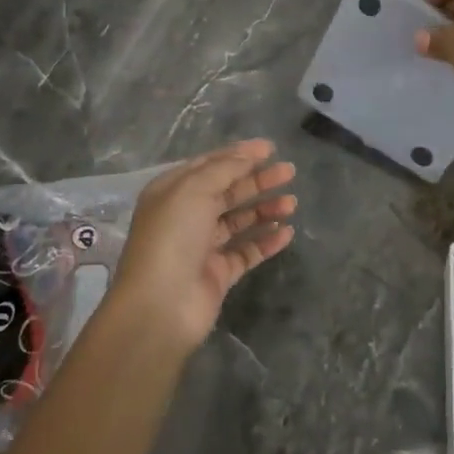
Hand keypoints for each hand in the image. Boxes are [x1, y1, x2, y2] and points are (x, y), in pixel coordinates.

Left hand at [109, 140, 296, 350]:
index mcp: (173, 191)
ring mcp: (202, 246)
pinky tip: (287, 232)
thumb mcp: (194, 189)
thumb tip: (248, 154)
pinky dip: (266, 241)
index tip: (270, 148)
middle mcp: (186, 216)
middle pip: (228, 191)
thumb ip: (224, 169)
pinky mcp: (218, 274)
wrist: (160, 305)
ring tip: (292, 203)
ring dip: (265, 209)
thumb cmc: (173, 236)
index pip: (210, 165)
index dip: (239, 154)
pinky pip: (246, 252)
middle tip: (290, 171)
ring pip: (239, 221)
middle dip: (258, 180)